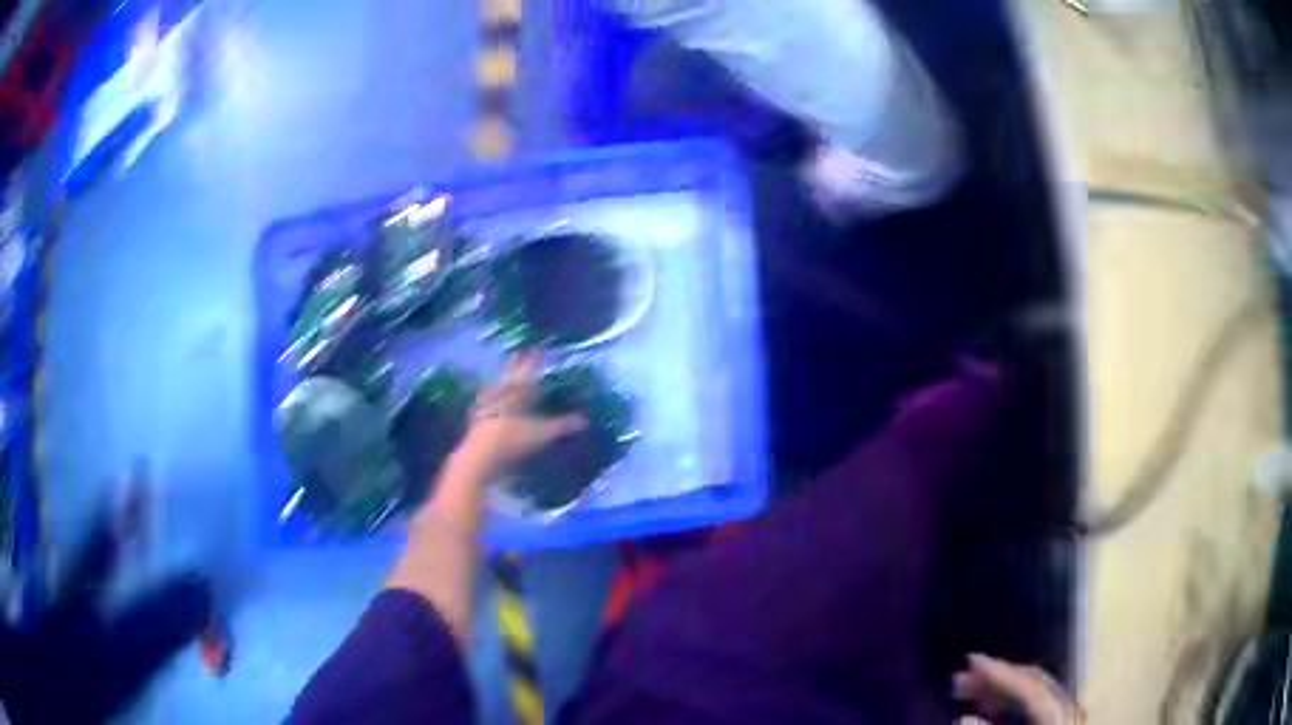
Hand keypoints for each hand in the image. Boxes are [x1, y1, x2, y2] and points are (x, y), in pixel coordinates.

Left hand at [455, 351, 585, 479]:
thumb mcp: (542, 433)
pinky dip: (484, 399)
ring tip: (500, 375)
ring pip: (494, 387)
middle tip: (515, 353)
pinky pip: (481, 404)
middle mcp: (501, 395)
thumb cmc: (514, 440)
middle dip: (513, 365)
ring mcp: (486, 406)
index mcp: (518, 394)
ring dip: (498, 380)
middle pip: (509, 376)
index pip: (528, 373)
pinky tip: (482, 401)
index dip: (533, 361)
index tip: (537, 348)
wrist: (482, 453)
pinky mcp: (476, 419)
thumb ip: (562, 425)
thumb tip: (584, 420)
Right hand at [952, 654, 1084, 724]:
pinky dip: (1009, 705)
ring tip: (966, 691)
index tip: (970, 661)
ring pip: (1032, 694)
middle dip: (995, 679)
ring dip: (999, 691)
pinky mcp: (1060, 724)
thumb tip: (962, 719)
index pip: (1029, 686)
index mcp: (1057, 717)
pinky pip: (1034, 707)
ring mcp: (1066, 717)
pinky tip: (986, 710)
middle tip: (960, 677)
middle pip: (1032, 684)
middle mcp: (1067, 710)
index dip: (999, 672)